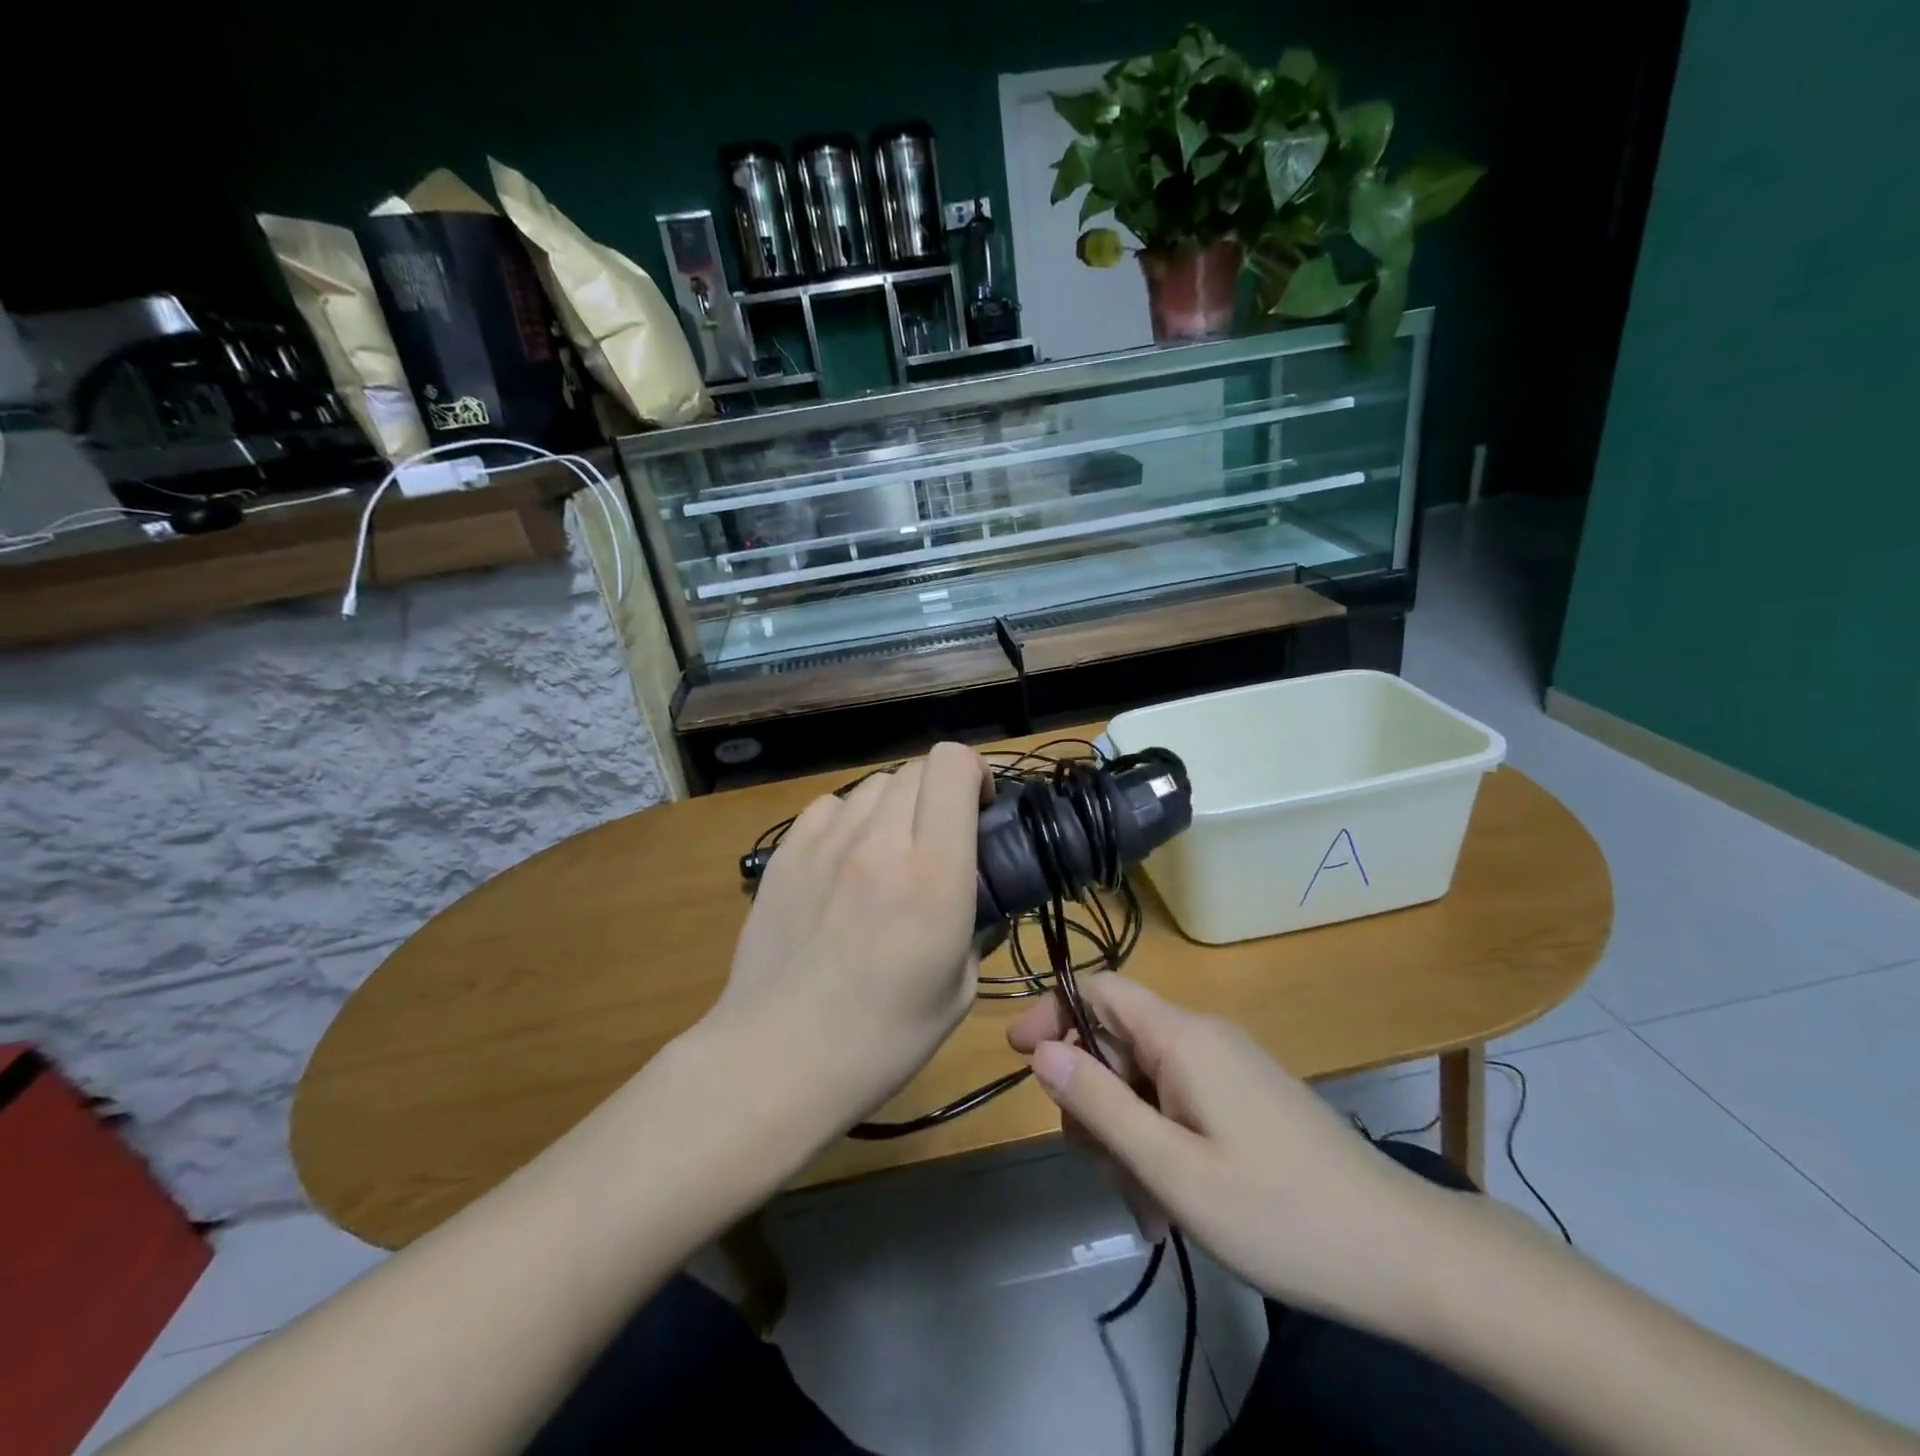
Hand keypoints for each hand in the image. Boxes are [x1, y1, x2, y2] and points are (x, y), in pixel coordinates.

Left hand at [714, 742, 992, 1125]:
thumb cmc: (880, 1039)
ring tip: (893, 849)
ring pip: (874, 784)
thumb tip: (973, 895)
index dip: (975, 772)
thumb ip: (974, 924)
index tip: (982, 807)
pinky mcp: (786, 853)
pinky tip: (848, 858)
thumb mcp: (958, 990)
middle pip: (917, 769)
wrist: (777, 1057)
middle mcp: (879, 842)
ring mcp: (825, 843)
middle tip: (942, 837)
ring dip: (897, 805)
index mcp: (933, 875)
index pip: (952, 767)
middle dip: (941, 791)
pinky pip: (830, 807)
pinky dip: (851, 819)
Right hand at [1008, 974, 1447, 1335]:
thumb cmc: (1279, 1214)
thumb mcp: (1173, 1170)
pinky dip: (1159, 1144)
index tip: (1018, 1056)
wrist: (1403, 1255)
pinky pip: (1177, 1104)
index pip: (1100, 990)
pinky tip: (1171, 1204)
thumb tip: (1041, 1051)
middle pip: (1117, 1040)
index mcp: (1183, 1037)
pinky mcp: (1244, 1100)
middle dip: (1093, 1097)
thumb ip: (1101, 1105)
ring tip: (1146, 1203)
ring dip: (1126, 1133)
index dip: (1053, 1012)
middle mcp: (1203, 1038)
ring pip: (1144, 1080)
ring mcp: (1227, 1069)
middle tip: (1098, 1165)